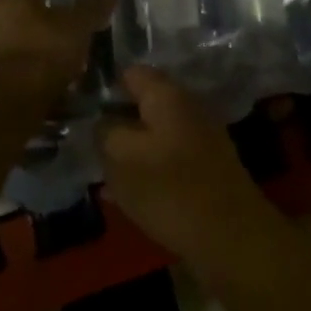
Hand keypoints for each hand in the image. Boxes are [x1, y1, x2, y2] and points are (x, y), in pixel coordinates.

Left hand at [0, 0, 113, 93]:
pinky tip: (15, 99)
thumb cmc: (41, 56)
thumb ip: (92, 9)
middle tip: (52, 61)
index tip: (63, 36)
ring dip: (12, 61)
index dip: (50, 16)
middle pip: (11, 23)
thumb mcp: (77, 30)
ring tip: (35, 85)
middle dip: (28, 38)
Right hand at [98, 66, 278, 261]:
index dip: (102, 86)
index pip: (130, 72)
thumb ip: (105, 131)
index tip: (79, 108)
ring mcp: (200, 139)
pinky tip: (124, 195)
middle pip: (142, 104)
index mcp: (167, 95)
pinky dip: (146, 171)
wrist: (231, 237)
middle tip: (86, 144)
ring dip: (128, 150)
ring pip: (152, 135)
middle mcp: (187, 108)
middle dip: (114, 122)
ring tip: (101, 172)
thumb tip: (103, 121)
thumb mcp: (121, 157)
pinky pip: (166, 160)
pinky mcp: (205, 168)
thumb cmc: (170, 190)